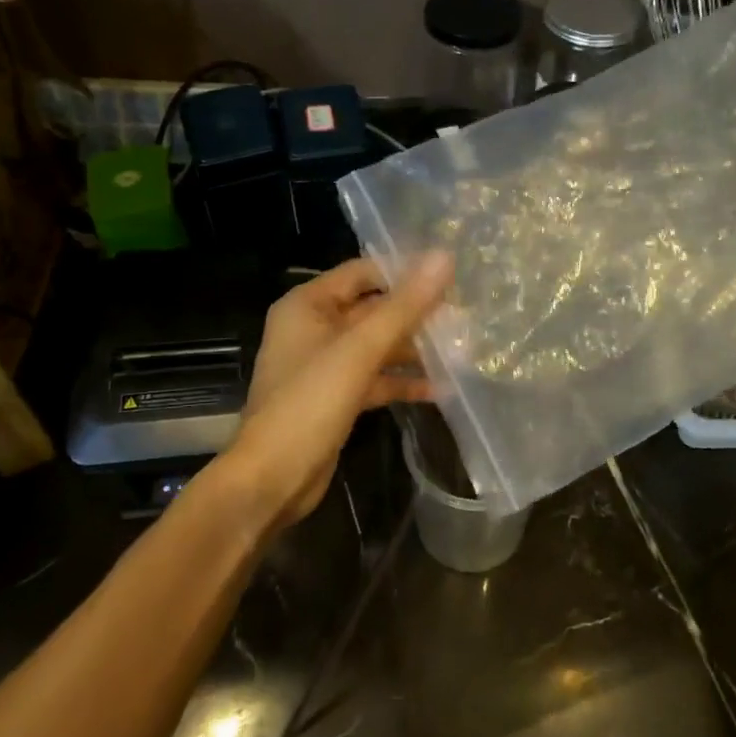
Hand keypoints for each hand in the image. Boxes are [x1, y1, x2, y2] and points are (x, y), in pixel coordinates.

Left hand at [224, 255, 452, 528]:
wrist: (272, 479)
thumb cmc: (310, 403)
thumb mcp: (360, 349)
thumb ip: (404, 305)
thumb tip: (444, 257)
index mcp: (308, 305)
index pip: (362, 272)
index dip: (403, 271)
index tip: (449, 276)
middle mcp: (314, 328)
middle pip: (372, 309)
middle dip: (414, 314)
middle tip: (463, 314)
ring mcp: (324, 365)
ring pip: (376, 346)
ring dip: (413, 349)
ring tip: (459, 349)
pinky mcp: (336, 397)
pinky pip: (374, 378)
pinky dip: (402, 382)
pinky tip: (440, 388)